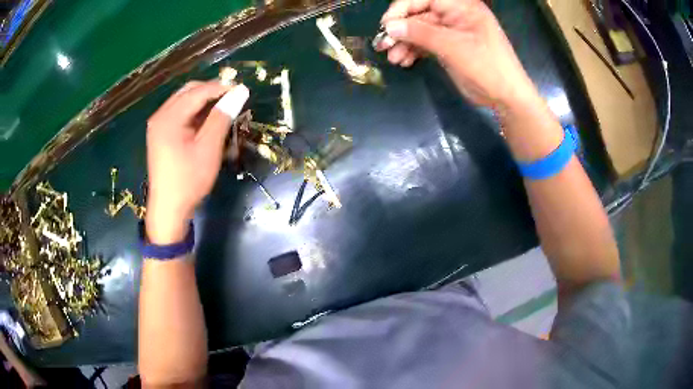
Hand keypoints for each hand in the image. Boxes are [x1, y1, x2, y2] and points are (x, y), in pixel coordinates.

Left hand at [146, 81, 248, 243]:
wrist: (168, 209)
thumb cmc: (189, 180)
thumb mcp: (208, 148)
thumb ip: (222, 117)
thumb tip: (240, 92)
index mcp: (169, 118)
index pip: (198, 91)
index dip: (221, 88)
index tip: (243, 90)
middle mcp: (160, 116)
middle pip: (188, 91)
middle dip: (211, 91)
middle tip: (233, 98)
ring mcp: (158, 125)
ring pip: (183, 101)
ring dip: (203, 101)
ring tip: (223, 109)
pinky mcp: (160, 134)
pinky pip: (179, 113)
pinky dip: (194, 112)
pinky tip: (207, 121)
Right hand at [377, 0, 538, 108]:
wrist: (506, 97)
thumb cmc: (486, 67)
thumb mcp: (453, 47)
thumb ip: (420, 33)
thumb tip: (389, 26)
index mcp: (461, 6)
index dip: (402, 8)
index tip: (386, 25)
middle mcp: (455, 15)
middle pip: (419, 14)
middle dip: (400, 29)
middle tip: (382, 45)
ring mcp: (452, 32)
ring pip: (420, 31)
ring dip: (404, 43)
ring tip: (393, 59)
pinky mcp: (449, 47)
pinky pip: (426, 43)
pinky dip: (414, 51)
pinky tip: (404, 62)